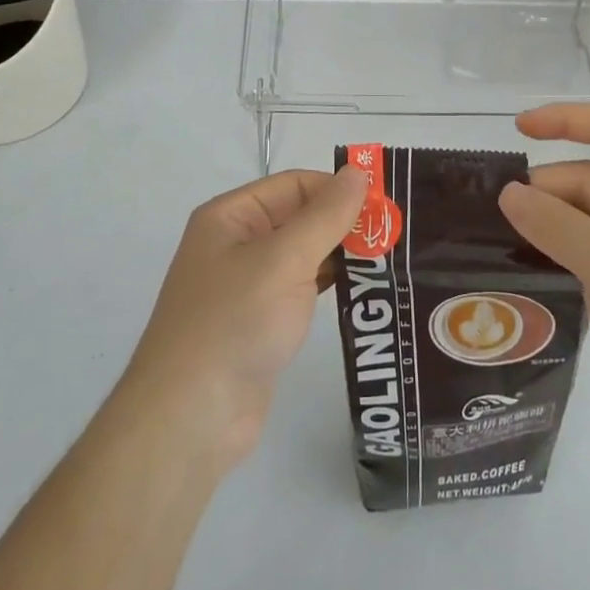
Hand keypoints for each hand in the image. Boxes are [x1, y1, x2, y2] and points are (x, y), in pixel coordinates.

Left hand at [121, 166, 367, 471]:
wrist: (191, 418)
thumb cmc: (234, 323)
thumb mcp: (283, 260)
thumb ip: (325, 215)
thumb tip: (358, 171)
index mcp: (231, 216)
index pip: (294, 185)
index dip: (338, 189)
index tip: (386, 203)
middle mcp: (237, 243)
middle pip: (300, 217)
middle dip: (345, 222)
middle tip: (398, 232)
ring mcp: (248, 285)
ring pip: (305, 254)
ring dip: (343, 254)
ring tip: (392, 258)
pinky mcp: (261, 321)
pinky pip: (302, 288)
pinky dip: (332, 285)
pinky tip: (366, 290)